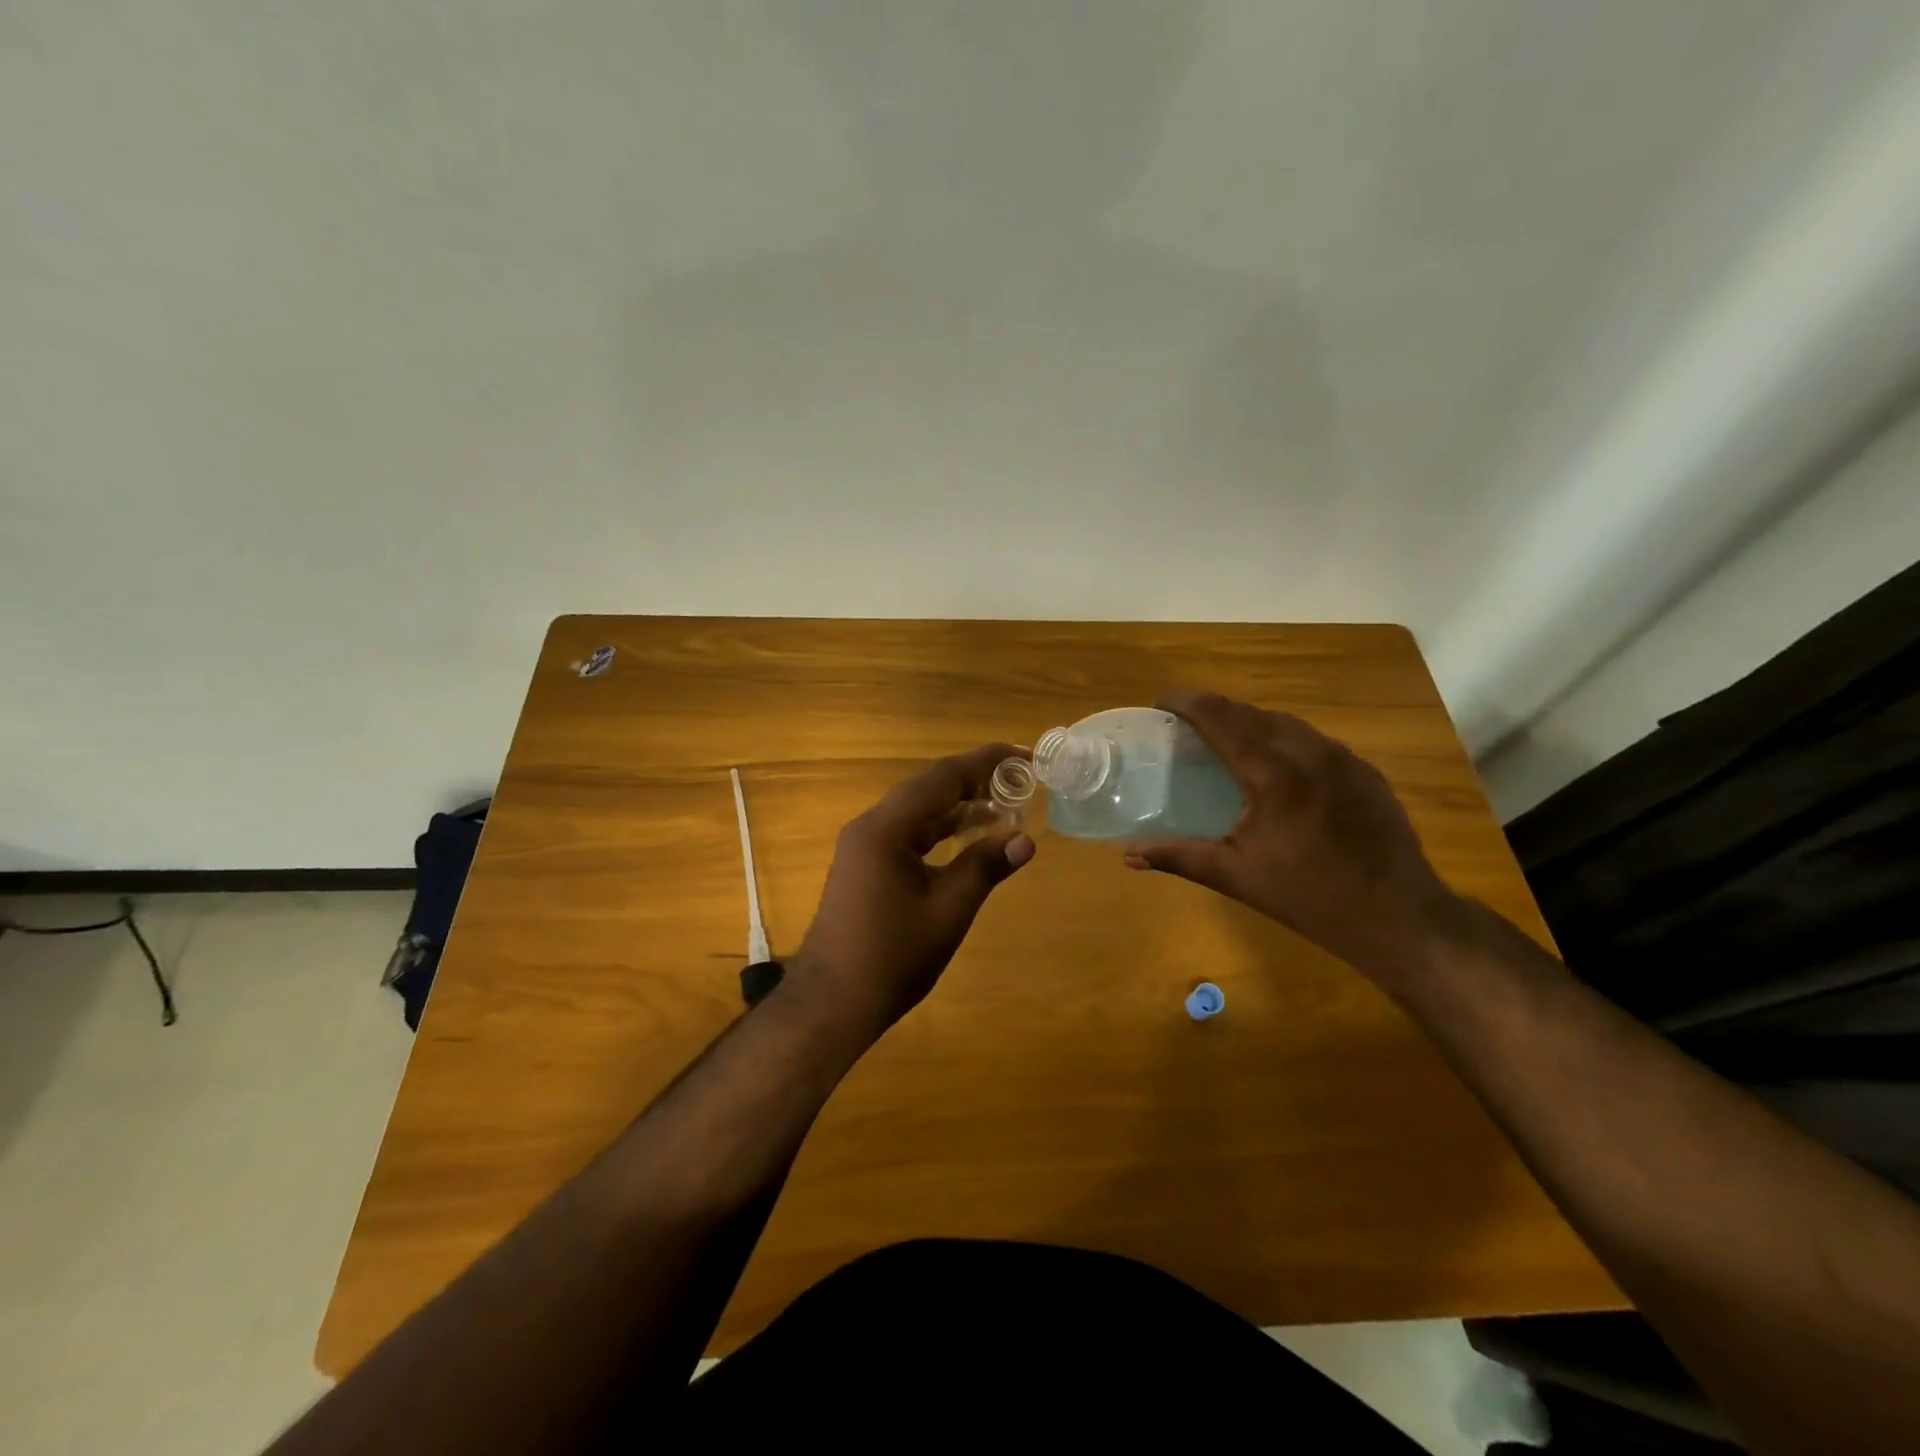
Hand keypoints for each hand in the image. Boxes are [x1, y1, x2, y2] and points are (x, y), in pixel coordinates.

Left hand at [789, 744, 1035, 1032]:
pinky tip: (967, 834)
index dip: (985, 762)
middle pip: (928, 788)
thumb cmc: (893, 956)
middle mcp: (871, 826)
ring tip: (1003, 803)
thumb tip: (1025, 839)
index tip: (1022, 754)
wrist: (833, 1001)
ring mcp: (864, 845)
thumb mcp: (948, 910)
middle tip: (1019, 779)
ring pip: (918, 811)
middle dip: (974, 780)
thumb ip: (985, 867)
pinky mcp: (865, 865)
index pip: (942, 778)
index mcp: (887, 828)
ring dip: (958, 805)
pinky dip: (940, 829)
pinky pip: (908, 832)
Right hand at [1125, 692, 1458, 982]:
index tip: (1161, 706)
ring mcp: (1344, 759)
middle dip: (1216, 711)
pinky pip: (1315, 741)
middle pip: (1252, 712)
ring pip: (1287, 722)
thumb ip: (1180, 857)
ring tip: (1228, 742)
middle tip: (1187, 728)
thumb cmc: (1310, 898)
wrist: (1400, 917)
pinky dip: (1284, 740)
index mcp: (1273, 775)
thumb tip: (1129, 856)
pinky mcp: (1365, 771)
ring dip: (1251, 722)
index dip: (1187, 703)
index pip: (1222, 717)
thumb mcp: (1237, 878)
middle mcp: (1309, 753)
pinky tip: (1277, 767)